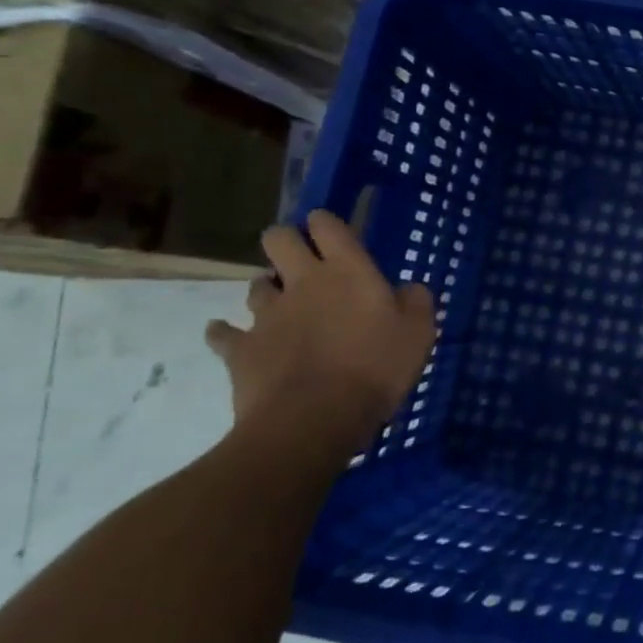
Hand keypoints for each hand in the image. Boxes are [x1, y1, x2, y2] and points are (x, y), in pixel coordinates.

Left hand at [205, 209, 436, 457]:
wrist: (313, 421)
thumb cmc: (376, 368)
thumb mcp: (419, 332)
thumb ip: (415, 301)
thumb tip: (406, 289)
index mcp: (348, 271)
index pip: (328, 226)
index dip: (324, 222)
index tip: (328, 228)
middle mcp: (304, 282)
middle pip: (278, 240)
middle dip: (284, 240)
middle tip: (299, 257)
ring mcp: (267, 315)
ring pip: (256, 285)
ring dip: (267, 288)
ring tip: (278, 303)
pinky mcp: (241, 350)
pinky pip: (223, 333)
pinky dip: (224, 332)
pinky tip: (228, 335)